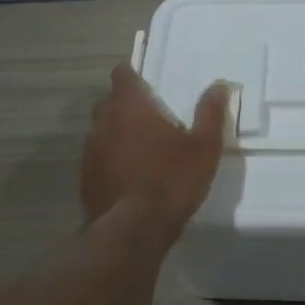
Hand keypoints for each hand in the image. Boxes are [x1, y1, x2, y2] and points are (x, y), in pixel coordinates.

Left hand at [81, 63, 230, 234]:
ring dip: (116, 133)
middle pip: (109, 102)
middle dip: (125, 104)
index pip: (122, 74)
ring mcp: (90, 151)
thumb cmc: (171, 179)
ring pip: (101, 131)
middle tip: (149, 115)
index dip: (131, 74)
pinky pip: (98, 158)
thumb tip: (219, 85)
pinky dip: (110, 159)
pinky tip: (128, 175)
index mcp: (130, 106)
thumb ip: (210, 113)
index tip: (144, 80)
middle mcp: (103, 122)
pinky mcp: (85, 179)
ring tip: (140, 147)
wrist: (133, 230)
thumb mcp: (204, 146)